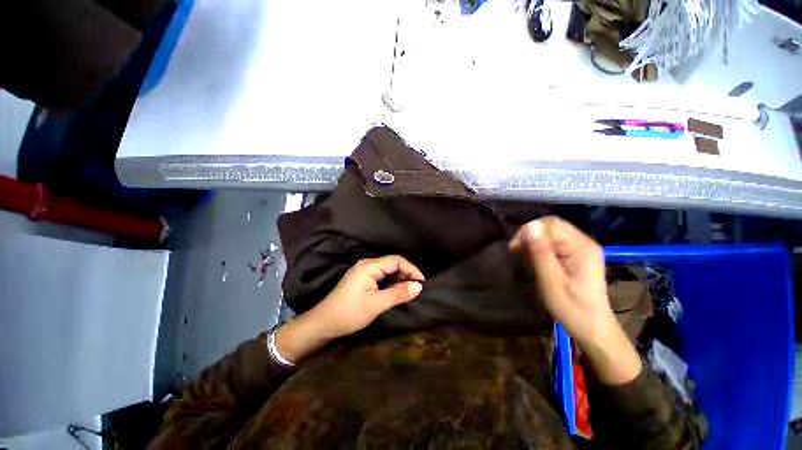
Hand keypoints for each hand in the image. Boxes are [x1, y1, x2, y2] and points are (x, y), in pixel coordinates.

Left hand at [276, 256, 423, 362]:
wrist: (323, 323)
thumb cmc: (349, 313)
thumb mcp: (376, 304)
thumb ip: (398, 293)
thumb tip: (419, 286)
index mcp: (369, 266)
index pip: (396, 260)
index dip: (411, 269)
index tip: (421, 283)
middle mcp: (366, 264)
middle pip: (392, 263)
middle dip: (406, 273)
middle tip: (417, 288)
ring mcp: (363, 271)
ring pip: (387, 269)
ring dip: (399, 278)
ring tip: (409, 290)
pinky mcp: (362, 279)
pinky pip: (381, 275)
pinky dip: (391, 281)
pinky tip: (396, 290)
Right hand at [509, 217, 640, 383]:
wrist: (593, 328)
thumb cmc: (571, 308)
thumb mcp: (551, 282)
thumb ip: (541, 253)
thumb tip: (529, 226)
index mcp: (580, 247)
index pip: (549, 225)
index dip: (527, 232)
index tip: (513, 250)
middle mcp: (585, 242)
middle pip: (552, 225)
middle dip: (530, 235)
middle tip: (518, 252)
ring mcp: (584, 248)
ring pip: (553, 232)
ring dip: (535, 241)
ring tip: (528, 258)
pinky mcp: (580, 255)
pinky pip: (557, 241)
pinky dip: (543, 247)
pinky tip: (538, 260)